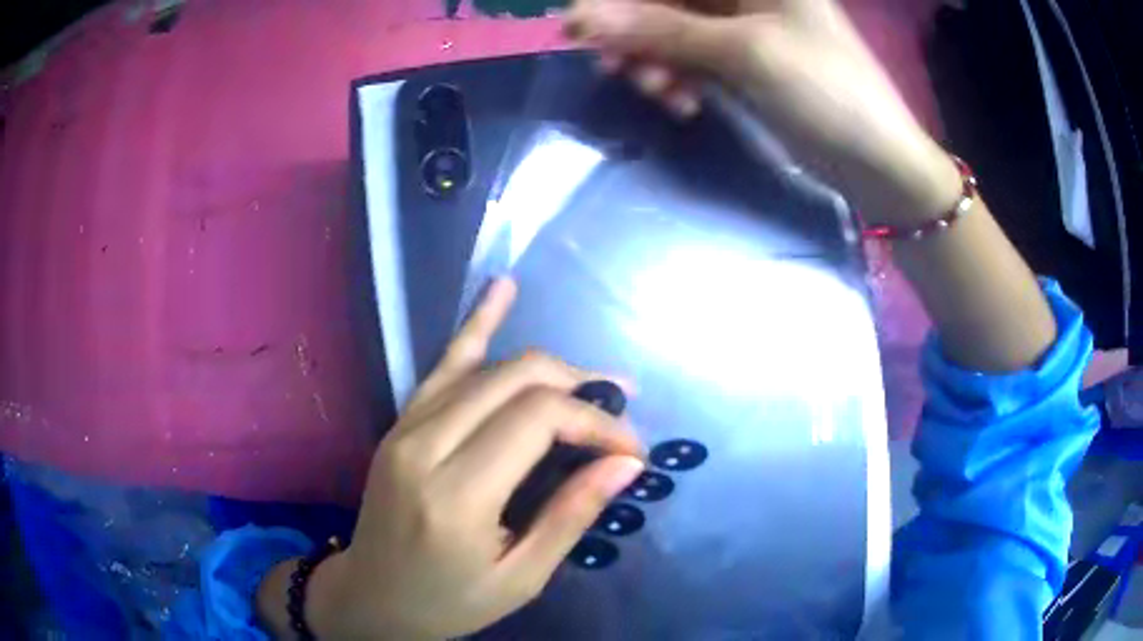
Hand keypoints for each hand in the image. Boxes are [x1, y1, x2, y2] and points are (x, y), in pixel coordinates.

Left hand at [290, 278, 644, 639]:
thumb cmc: (448, 600)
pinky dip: (478, 325)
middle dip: (580, 388)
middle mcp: (425, 446)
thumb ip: (571, 515)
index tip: (631, 449)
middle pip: (518, 380)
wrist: (371, 596)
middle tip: (620, 412)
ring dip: (549, 367)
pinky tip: (503, 289)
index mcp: (457, 496)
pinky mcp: (400, 422)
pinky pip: (444, 364)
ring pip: (489, 366)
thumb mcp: (520, 577)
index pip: (540, 419)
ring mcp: (406, 427)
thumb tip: (626, 463)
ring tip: (595, 381)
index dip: (597, 422)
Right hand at [564, 0, 961, 225]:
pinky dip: (676, 79)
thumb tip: (580, 16)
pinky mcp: (742, 62)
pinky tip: (680, 104)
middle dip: (634, 31)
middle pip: (666, 0)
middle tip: (612, 66)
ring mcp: (743, 27)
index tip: (581, 24)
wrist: (877, 162)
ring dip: (652, 60)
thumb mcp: (744, 53)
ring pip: (671, 30)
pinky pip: (689, 59)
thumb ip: (662, 29)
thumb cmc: (826, 92)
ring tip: (654, 93)